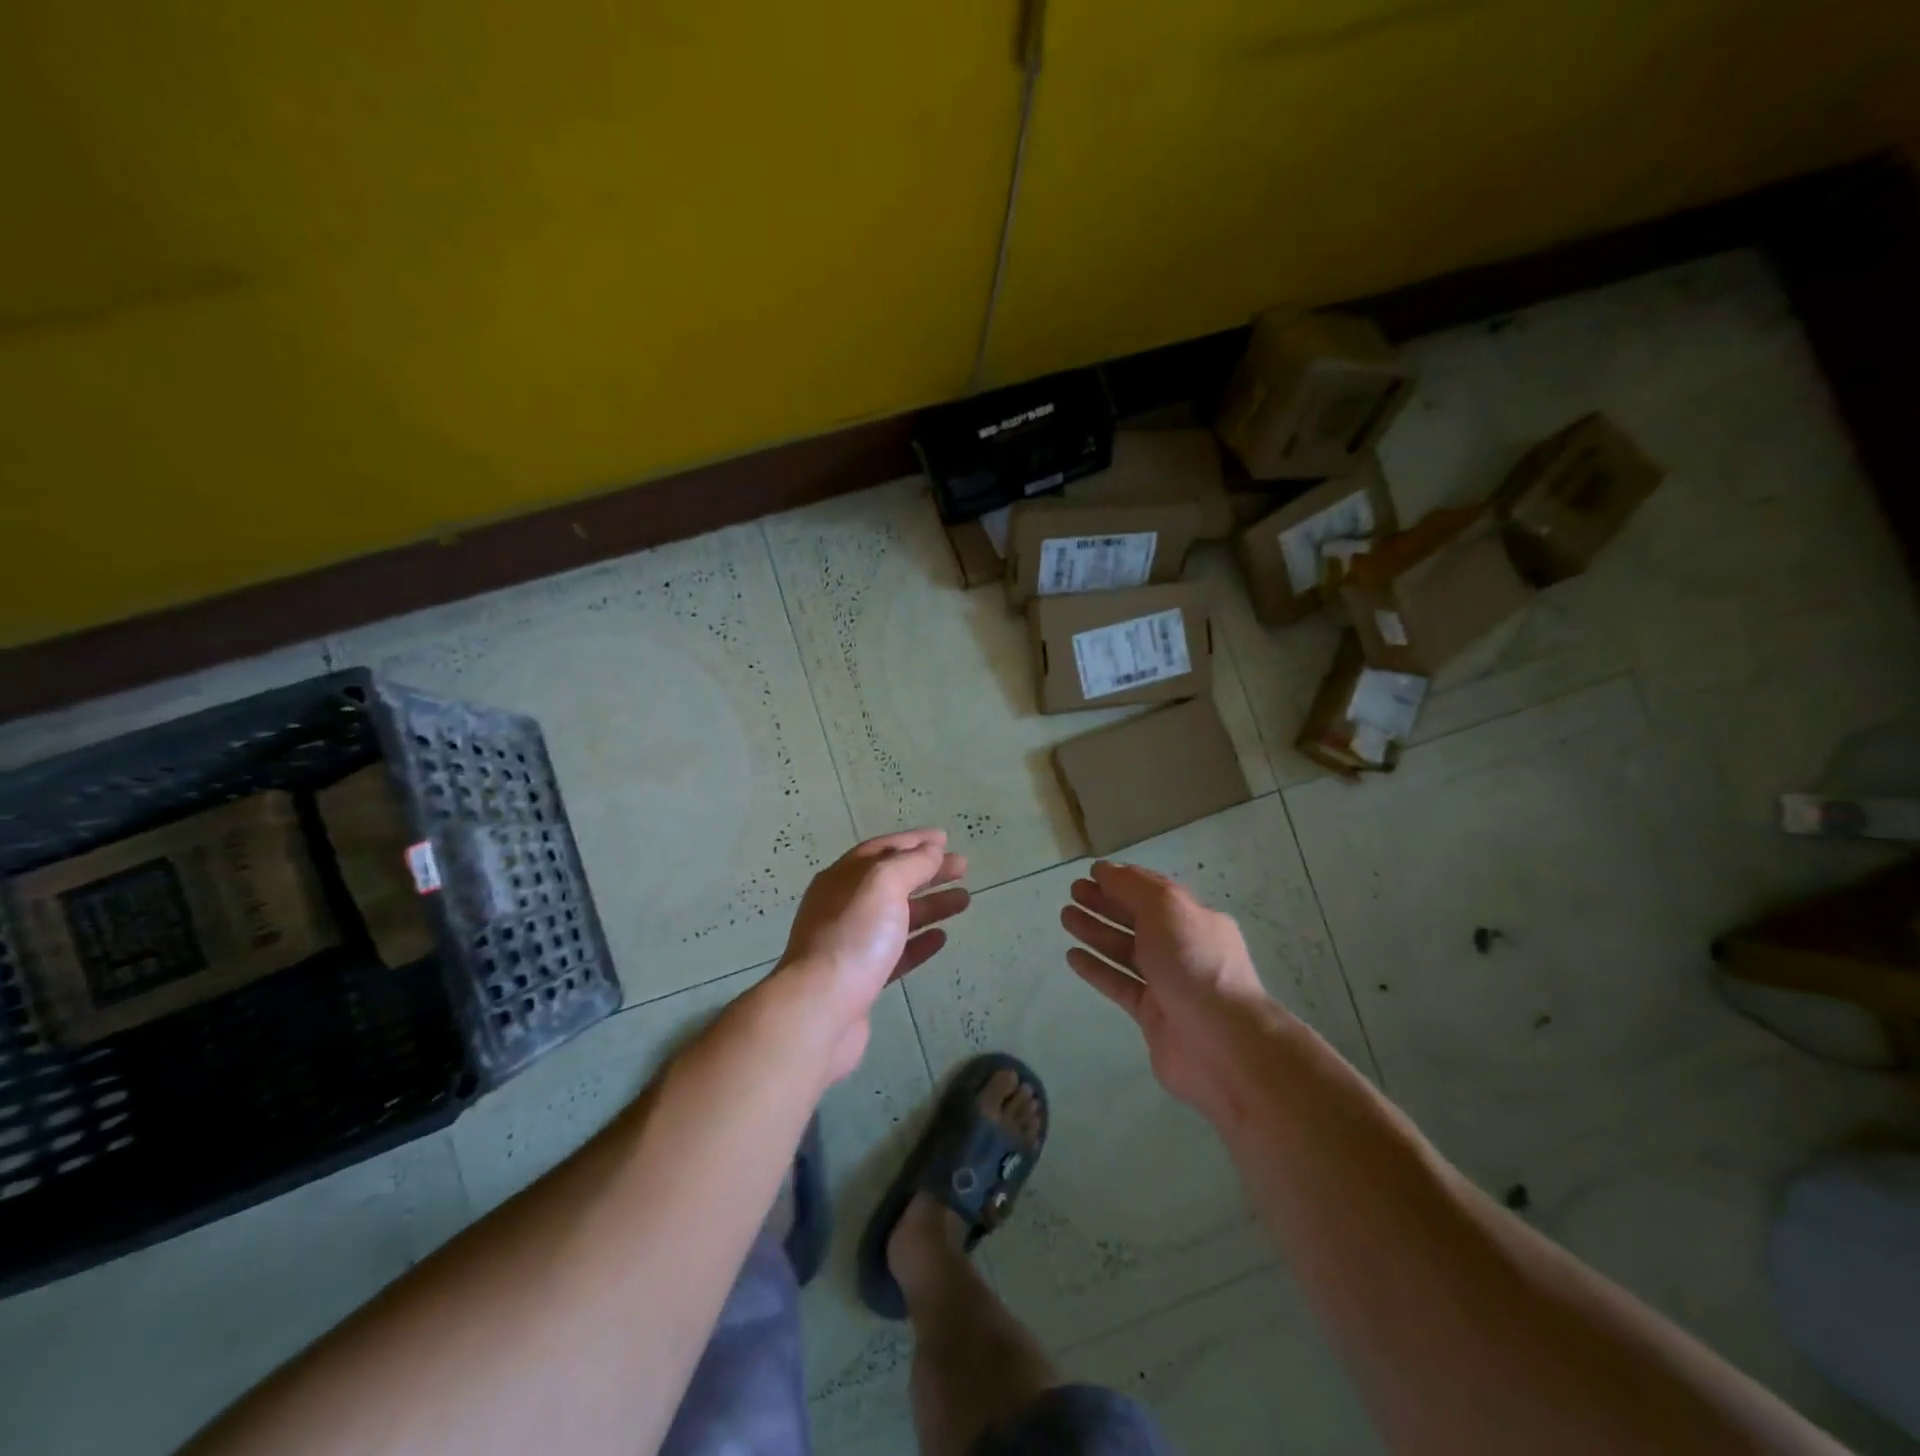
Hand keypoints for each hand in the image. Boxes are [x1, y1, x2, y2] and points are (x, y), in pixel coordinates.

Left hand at [776, 829, 967, 1080]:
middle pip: (892, 881)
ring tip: (965, 900)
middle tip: (963, 867)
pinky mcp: (862, 979)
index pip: (882, 849)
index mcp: (843, 878)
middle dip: (928, 871)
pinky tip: (942, 938)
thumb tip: (931, 850)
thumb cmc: (853, 937)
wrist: (819, 1010)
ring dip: (930, 905)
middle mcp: (843, 906)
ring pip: (897, 916)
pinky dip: (919, 942)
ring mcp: (852, 943)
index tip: (945, 838)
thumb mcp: (883, 884)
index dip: (914, 841)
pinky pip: (896, 952)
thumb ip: (910, 864)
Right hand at [1060, 860, 1270, 1120]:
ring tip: (1066, 917)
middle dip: (1106, 903)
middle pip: (1138, 919)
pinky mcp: (1152, 1015)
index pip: (1154, 892)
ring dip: (1096, 931)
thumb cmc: (1194, 963)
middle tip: (1074, 892)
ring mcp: (1168, 983)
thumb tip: (1106, 870)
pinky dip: (1097, 969)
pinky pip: (1119, 984)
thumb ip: (1133, 887)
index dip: (1123, 880)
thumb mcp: (1167, 908)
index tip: (1092, 872)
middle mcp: (1183, 948)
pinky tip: (1072, 956)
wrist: (1221, 1043)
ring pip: (1125, 951)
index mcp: (1194, 919)